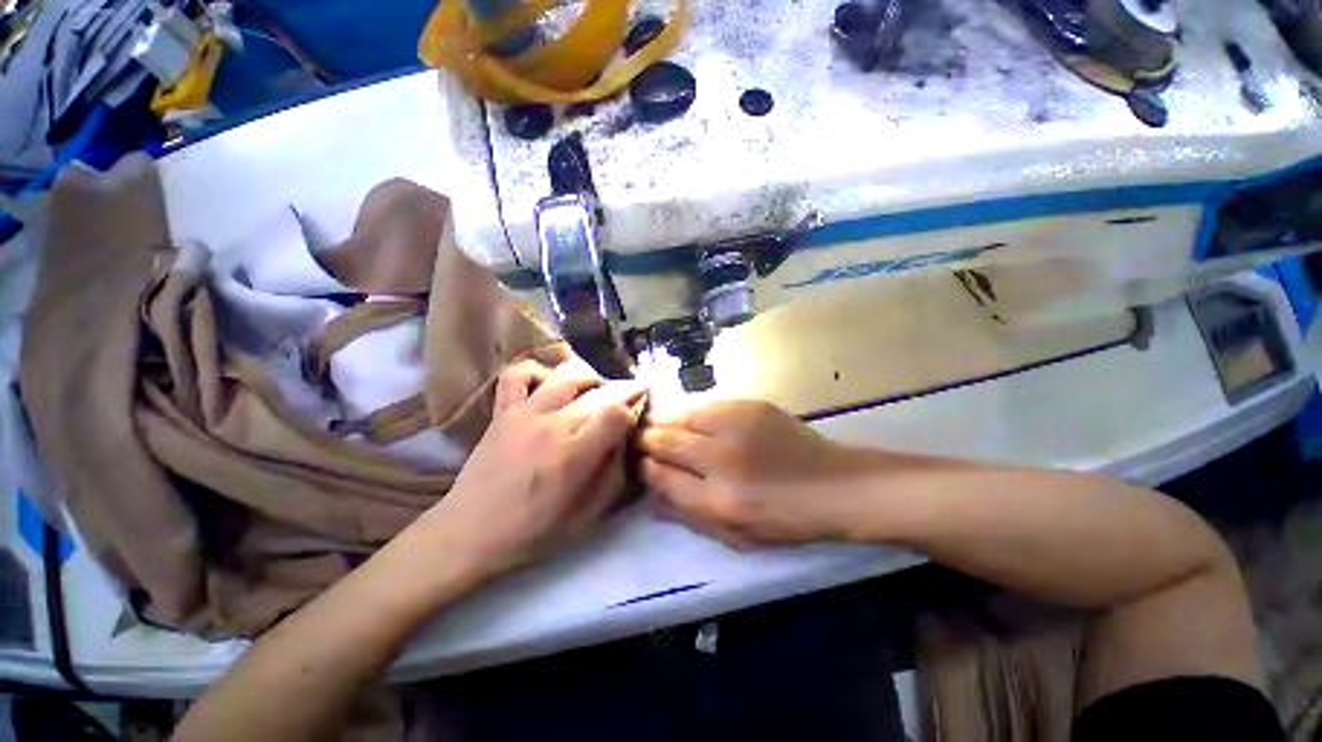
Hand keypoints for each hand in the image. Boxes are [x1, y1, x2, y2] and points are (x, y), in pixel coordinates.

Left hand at [421, 359, 645, 580]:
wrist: (470, 532)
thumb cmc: (533, 530)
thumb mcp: (587, 515)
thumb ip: (614, 474)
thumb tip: (627, 439)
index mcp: (574, 455)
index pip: (617, 413)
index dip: (635, 407)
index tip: (640, 412)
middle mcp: (553, 425)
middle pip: (600, 393)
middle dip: (623, 392)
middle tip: (629, 399)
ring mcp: (525, 413)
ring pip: (567, 374)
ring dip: (590, 378)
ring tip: (595, 391)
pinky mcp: (503, 410)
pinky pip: (519, 374)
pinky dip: (539, 371)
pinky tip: (550, 384)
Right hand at [639, 399, 870, 547]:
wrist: (835, 485)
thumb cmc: (786, 519)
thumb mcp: (737, 535)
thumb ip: (688, 516)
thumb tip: (649, 499)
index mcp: (719, 499)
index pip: (660, 476)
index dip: (644, 468)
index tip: (641, 465)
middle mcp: (722, 458)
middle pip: (663, 440)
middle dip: (646, 440)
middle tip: (644, 442)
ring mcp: (736, 425)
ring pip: (680, 415)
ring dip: (666, 422)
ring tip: (665, 428)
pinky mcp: (750, 405)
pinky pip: (705, 405)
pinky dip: (692, 414)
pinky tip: (696, 421)